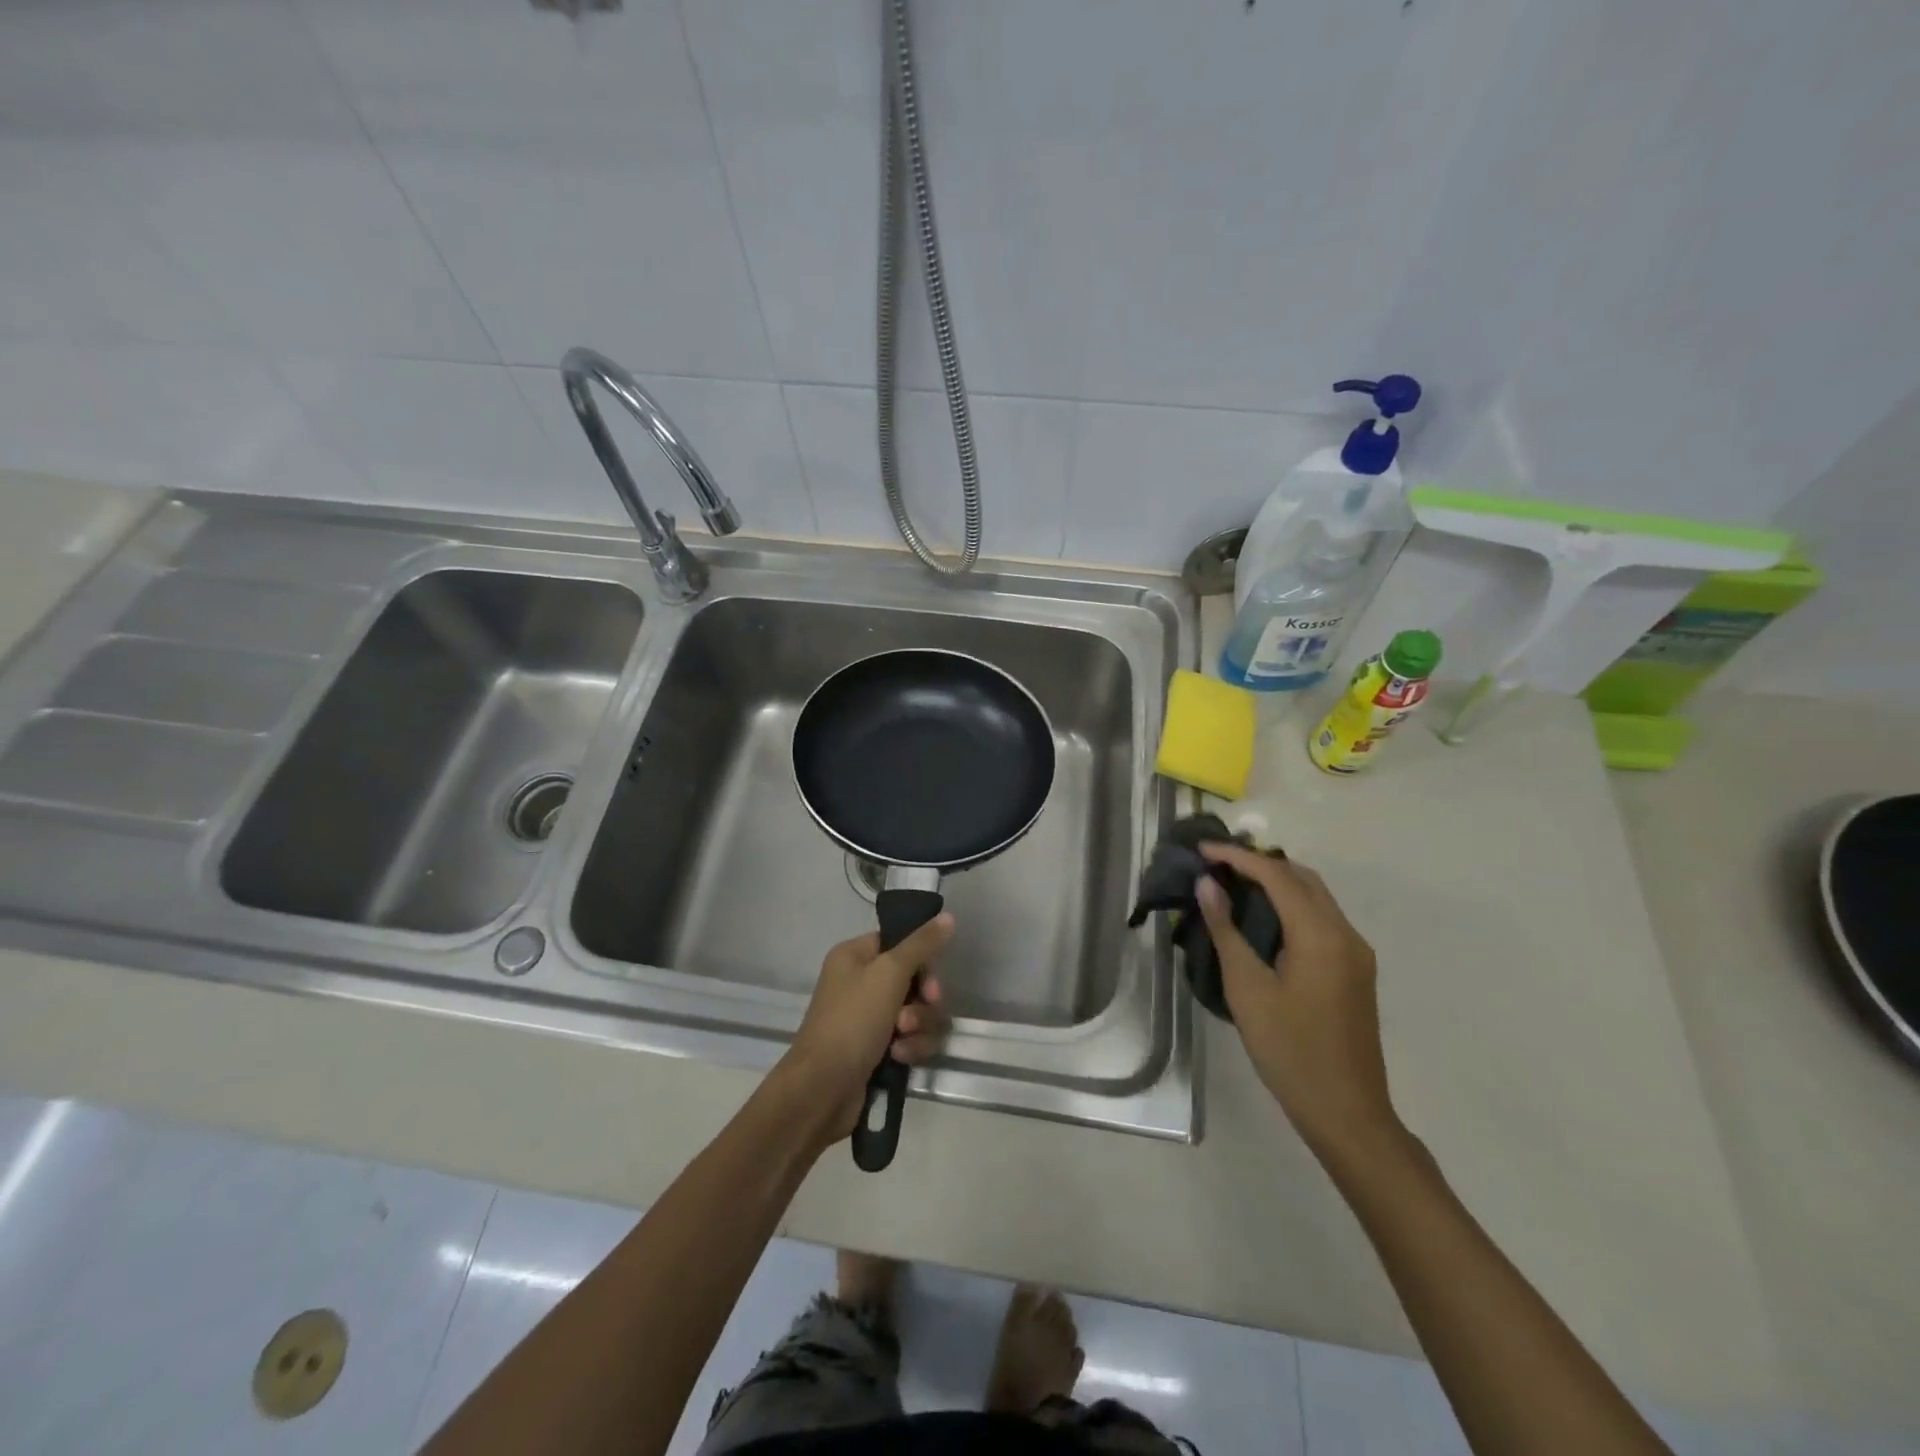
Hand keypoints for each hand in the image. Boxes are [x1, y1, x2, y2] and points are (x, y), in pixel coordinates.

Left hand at [777, 915, 955, 1146]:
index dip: (921, 960)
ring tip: (902, 1041)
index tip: (929, 979)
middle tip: (913, 1016)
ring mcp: (868, 1019)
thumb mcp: (889, 974)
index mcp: (855, 956)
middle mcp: (860, 983)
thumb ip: (922, 945)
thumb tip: (948, 916)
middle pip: (914, 980)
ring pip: (918, 1012)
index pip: (900, 943)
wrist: (822, 1090)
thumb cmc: (852, 1021)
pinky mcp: (878, 1050)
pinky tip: (899, 1058)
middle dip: (922, 1001)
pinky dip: (910, 1048)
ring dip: (918, 1028)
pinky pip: (911, 1039)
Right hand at [1194, 843, 1401, 1160]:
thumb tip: (1207, 885)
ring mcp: (1356, 953)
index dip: (1238, 857)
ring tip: (1233, 884)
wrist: (1346, 1112)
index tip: (1202, 850)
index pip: (1277, 875)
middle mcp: (1345, 934)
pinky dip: (1291, 905)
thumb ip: (1226, 931)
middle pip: (1302, 878)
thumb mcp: (1248, 989)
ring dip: (1277, 882)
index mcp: (1321, 935)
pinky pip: (1321, 919)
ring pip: (1315, 897)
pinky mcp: (1355, 970)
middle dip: (1259, 863)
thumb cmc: (1289, 1050)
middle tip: (1216, 863)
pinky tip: (1263, 919)